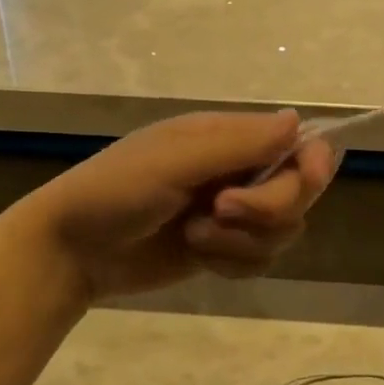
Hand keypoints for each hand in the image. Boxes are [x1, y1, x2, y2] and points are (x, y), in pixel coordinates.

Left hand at [20, 110, 335, 299]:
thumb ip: (239, 143)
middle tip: (219, 210)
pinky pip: (260, 260)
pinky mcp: (222, 250)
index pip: (298, 144)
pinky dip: (233, 263)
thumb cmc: (116, 190)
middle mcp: (237, 171)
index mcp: (228, 137)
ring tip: (195, 236)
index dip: (311, 163)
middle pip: (297, 192)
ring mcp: (231, 214)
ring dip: (242, 241)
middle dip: (265, 208)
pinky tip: (197, 256)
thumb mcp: (175, 160)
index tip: (305, 181)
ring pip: (282, 231)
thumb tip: (298, 121)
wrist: (72, 250)